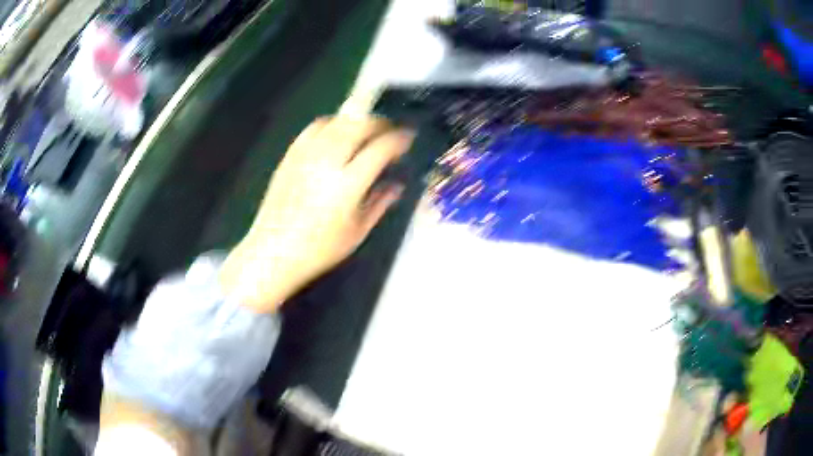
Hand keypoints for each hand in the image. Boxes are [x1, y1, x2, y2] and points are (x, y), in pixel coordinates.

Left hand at [220, 116, 414, 311]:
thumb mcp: (357, 232)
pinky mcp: (290, 156)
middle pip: (358, 126)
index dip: (399, 139)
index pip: (380, 148)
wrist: (273, 251)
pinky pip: (313, 129)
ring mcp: (305, 156)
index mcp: (348, 185)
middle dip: (379, 123)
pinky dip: (331, 124)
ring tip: (365, 129)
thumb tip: (397, 185)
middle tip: (389, 130)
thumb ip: (380, 204)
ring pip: (336, 122)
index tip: (408, 138)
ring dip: (356, 121)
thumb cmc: (319, 250)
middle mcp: (327, 162)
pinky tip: (336, 134)